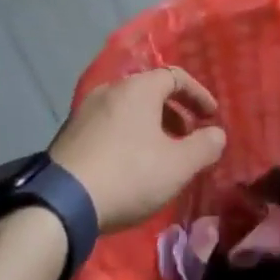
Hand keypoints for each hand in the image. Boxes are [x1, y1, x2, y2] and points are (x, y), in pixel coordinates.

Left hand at [51, 68, 227, 232]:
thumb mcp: (177, 166)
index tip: (210, 117)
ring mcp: (86, 111)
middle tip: (188, 138)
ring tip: (160, 155)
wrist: (61, 203)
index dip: (197, 95)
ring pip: (128, 109)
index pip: (176, 76)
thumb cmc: (128, 174)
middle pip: (150, 91)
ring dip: (150, 126)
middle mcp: (111, 89)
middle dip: (174, 112)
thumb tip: (217, 134)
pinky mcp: (69, 134)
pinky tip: (129, 166)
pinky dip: (127, 136)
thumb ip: (204, 147)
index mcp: (139, 88)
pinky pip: (109, 125)